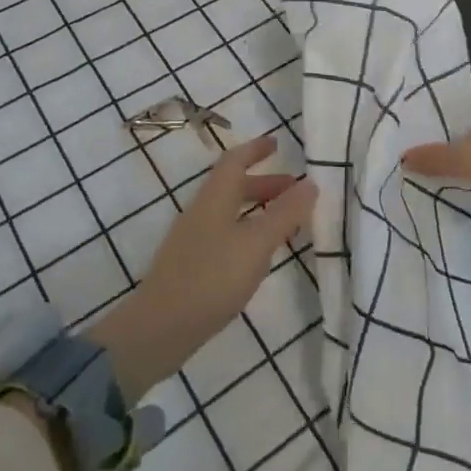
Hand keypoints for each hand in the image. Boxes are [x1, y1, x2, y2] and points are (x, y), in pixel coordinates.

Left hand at [88, 136, 316, 402]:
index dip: (255, 149)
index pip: (235, 161)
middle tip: (294, 190)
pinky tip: (260, 256)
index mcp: (214, 197)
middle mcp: (202, 211)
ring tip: (285, 224)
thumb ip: (284, 214)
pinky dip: (248, 232)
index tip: (277, 142)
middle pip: (233, 186)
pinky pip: (226, 234)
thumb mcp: (256, 244)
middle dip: (264, 183)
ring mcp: (194, 239)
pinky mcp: (192, 265)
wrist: (160, 327)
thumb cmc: (211, 277)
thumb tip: (310, 182)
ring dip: (258, 209)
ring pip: (230, 212)